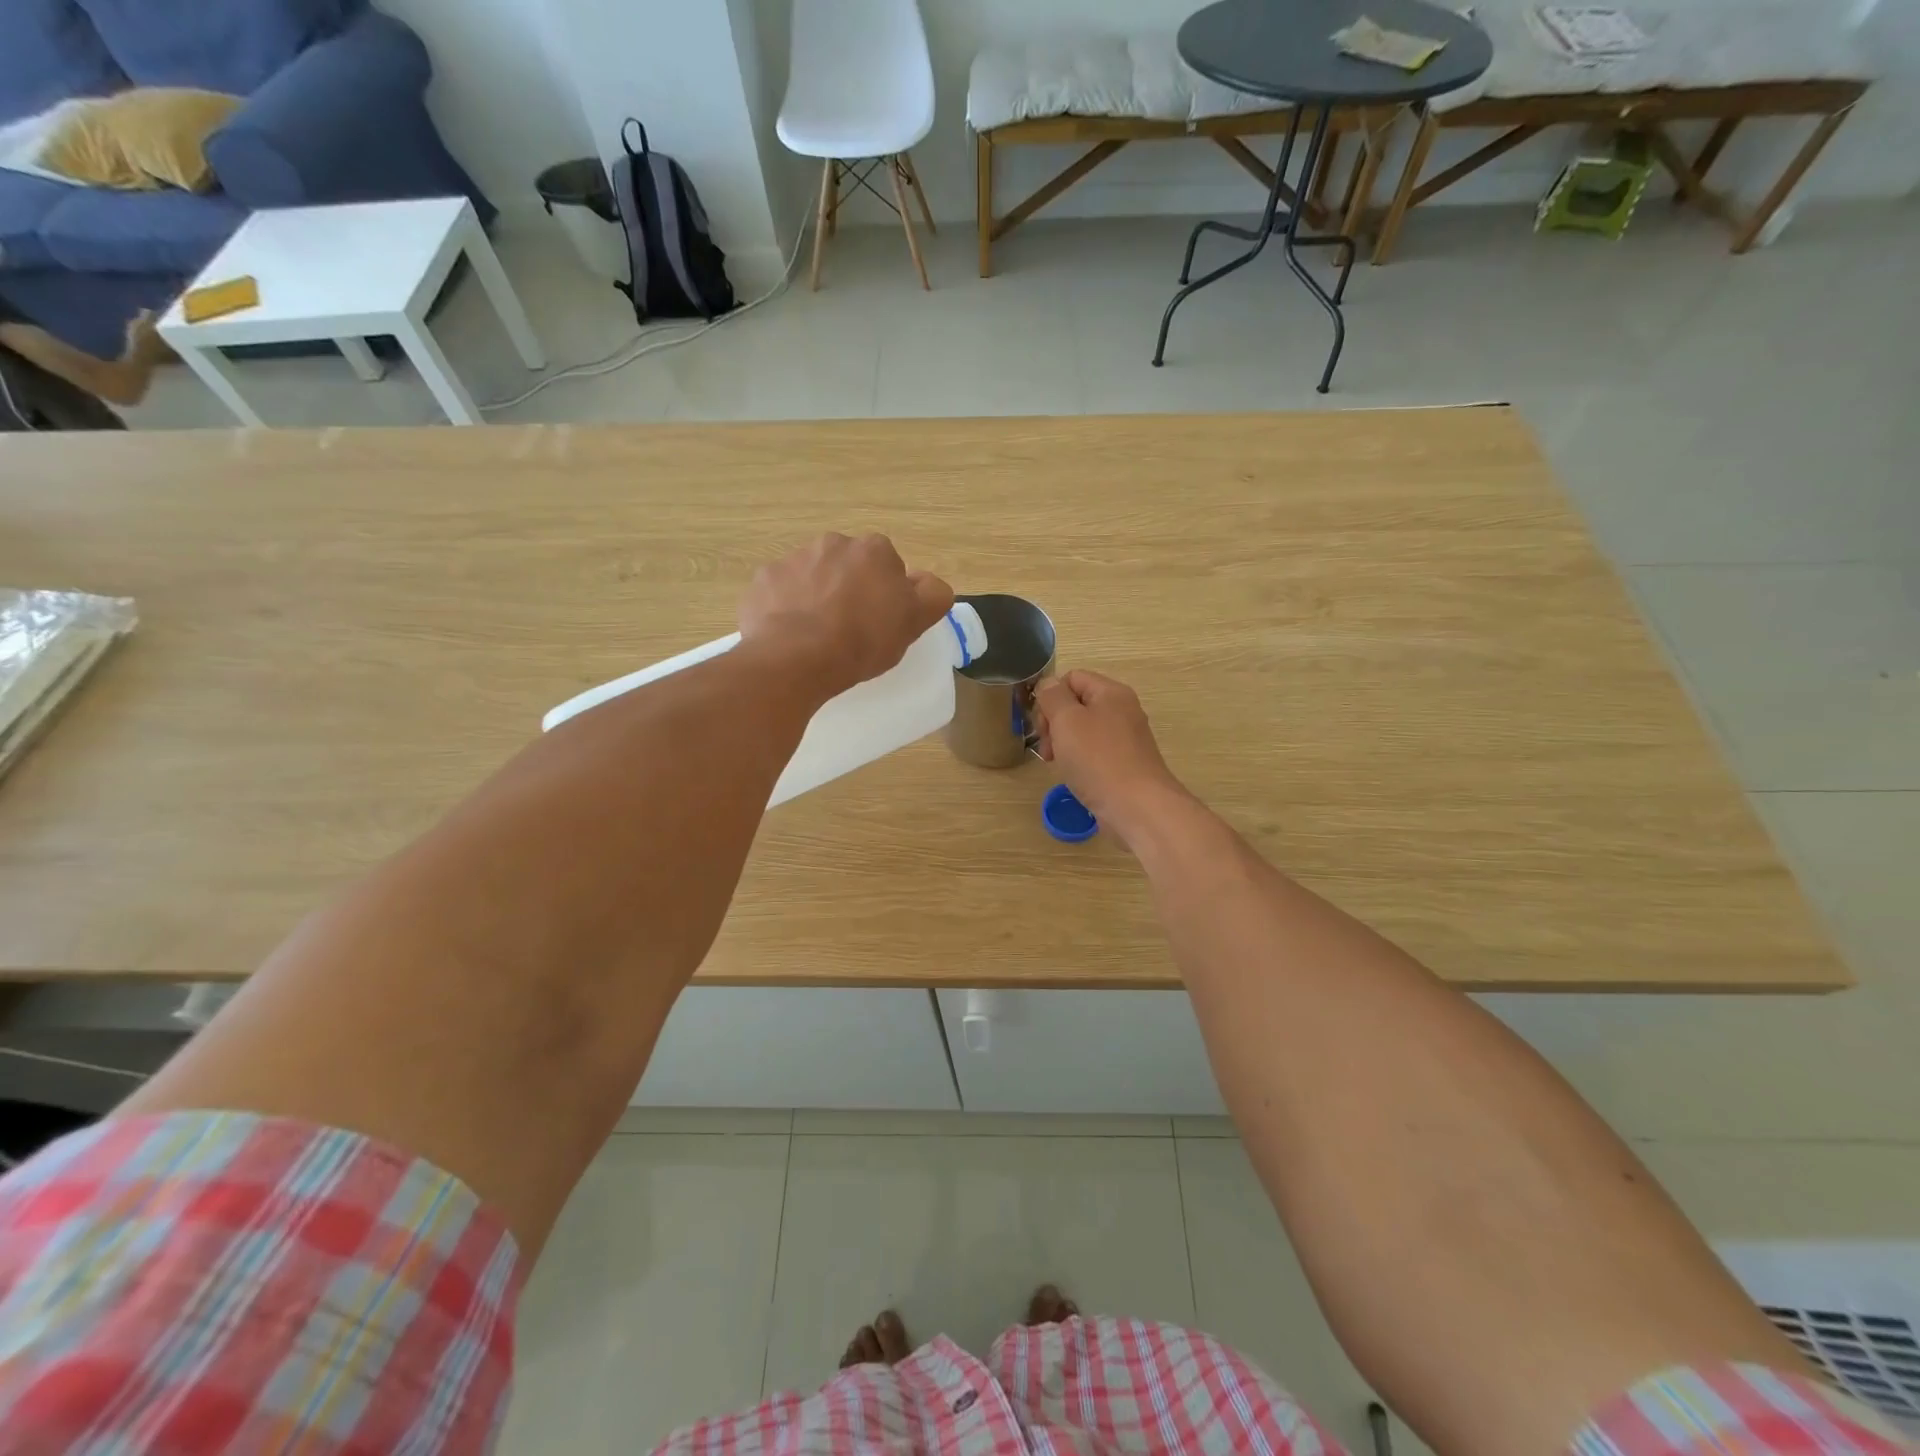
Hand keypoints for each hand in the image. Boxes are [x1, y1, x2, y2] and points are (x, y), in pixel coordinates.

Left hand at [739, 533, 953, 698]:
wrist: (796, 658)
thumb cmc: (863, 640)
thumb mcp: (914, 622)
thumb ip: (932, 595)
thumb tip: (928, 583)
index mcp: (874, 550)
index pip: (888, 566)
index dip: (887, 594)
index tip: (881, 622)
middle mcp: (833, 543)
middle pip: (848, 566)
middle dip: (849, 589)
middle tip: (850, 629)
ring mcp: (793, 559)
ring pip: (813, 576)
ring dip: (816, 596)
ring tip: (817, 636)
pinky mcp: (763, 580)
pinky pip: (780, 591)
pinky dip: (785, 608)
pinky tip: (789, 635)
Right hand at [1033, 670, 1188, 843]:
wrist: (1137, 807)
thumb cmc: (1098, 759)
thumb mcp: (1067, 720)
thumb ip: (1053, 697)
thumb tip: (1048, 684)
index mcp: (1111, 692)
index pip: (1072, 678)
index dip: (1050, 697)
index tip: (1042, 725)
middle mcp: (1122, 711)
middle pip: (1076, 704)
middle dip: (1054, 723)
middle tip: (1048, 748)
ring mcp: (1125, 739)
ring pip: (1083, 731)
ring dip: (1064, 744)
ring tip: (1057, 764)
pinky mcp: (1125, 764)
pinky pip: (1094, 752)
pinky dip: (1079, 761)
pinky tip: (1074, 777)